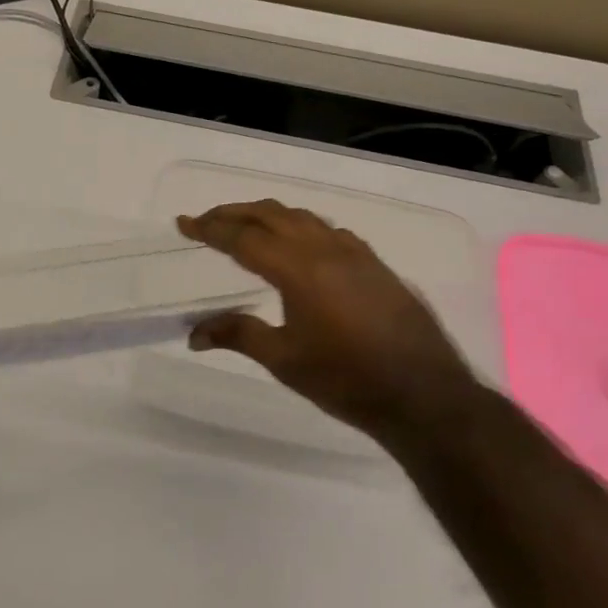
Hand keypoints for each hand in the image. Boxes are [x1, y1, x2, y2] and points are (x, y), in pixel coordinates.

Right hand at [178, 201, 480, 438]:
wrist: (424, 395)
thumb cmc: (347, 379)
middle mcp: (325, 249)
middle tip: (206, 220)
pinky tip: (300, 245)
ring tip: (245, 226)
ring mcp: (356, 253)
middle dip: (234, 212)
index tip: (183, 223)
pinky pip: (329, 230)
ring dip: (268, 215)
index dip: (209, 228)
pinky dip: (301, 227)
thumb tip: (193, 334)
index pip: (243, 237)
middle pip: (271, 214)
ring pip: (303, 217)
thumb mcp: (285, 360)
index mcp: (298, 268)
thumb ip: (238, 336)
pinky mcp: (376, 264)